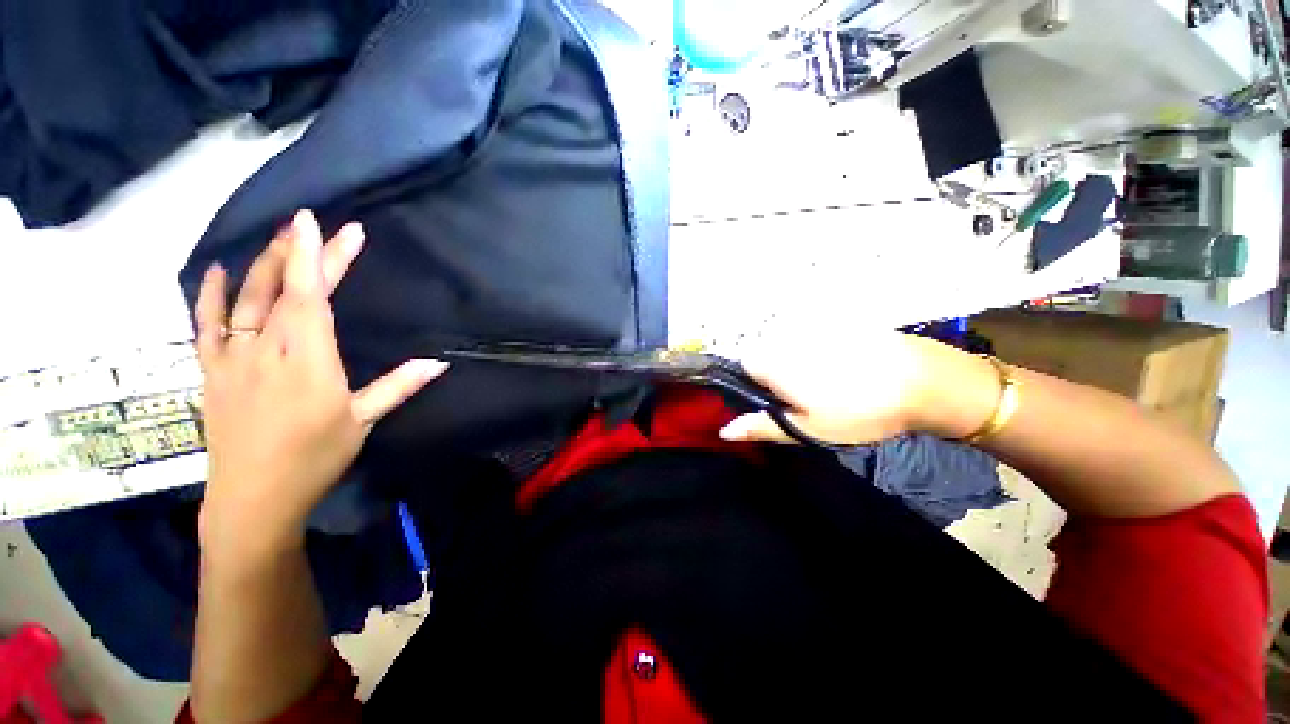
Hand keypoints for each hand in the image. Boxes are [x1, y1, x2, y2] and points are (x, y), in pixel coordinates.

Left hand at [194, 210, 447, 557]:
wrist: (253, 497)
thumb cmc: (314, 458)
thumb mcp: (362, 421)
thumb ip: (398, 386)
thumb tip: (439, 363)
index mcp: (308, 360)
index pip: (314, 297)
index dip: (321, 258)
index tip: (327, 225)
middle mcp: (267, 349)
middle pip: (284, 289)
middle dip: (302, 252)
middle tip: (316, 224)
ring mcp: (234, 357)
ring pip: (245, 297)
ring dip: (264, 263)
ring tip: (281, 238)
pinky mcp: (212, 370)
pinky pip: (207, 323)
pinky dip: (210, 293)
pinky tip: (220, 269)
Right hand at [718, 332, 991, 445]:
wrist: (925, 382)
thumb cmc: (858, 412)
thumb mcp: (808, 429)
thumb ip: (762, 426)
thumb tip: (723, 431)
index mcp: (774, 362)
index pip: (744, 366)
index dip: (756, 385)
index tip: (778, 401)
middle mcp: (788, 337)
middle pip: (768, 353)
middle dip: (778, 372)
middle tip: (808, 396)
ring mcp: (815, 326)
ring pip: (792, 344)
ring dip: (801, 361)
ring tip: (833, 382)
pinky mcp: (839, 321)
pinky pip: (817, 336)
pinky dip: (823, 349)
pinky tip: (849, 365)